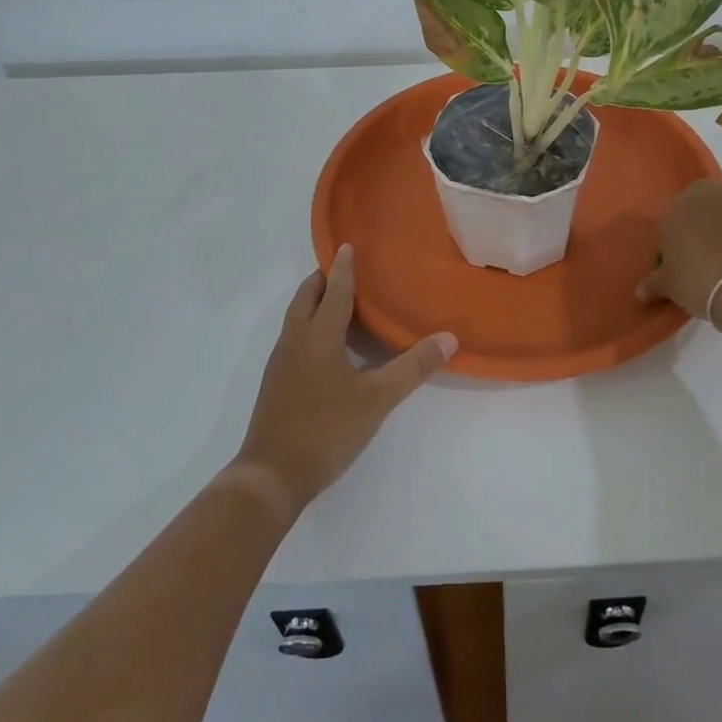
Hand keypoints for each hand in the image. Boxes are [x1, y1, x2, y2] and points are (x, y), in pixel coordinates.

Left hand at [235, 245, 457, 513]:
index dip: (344, 268)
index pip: (335, 291)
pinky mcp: (275, 385)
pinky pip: (292, 339)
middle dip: (322, 280)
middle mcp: (295, 342)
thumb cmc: (325, 429)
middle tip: (342, 269)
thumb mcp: (377, 398)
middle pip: (306, 299)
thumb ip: (413, 367)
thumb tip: (450, 338)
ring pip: (295, 319)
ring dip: (313, 303)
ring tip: (335, 301)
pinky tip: (323, 347)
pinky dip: (308, 326)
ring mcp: (280, 364)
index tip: (347, 245)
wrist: (271, 476)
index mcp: (318, 336)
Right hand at [638, 181, 721, 323]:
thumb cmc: (701, 284)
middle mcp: (707, 195)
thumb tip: (640, 292)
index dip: (679, 237)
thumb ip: (654, 284)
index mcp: (676, 210)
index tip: (685, 259)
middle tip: (710, 250)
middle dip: (705, 218)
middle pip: (703, 199)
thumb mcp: (670, 288)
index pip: (673, 217)